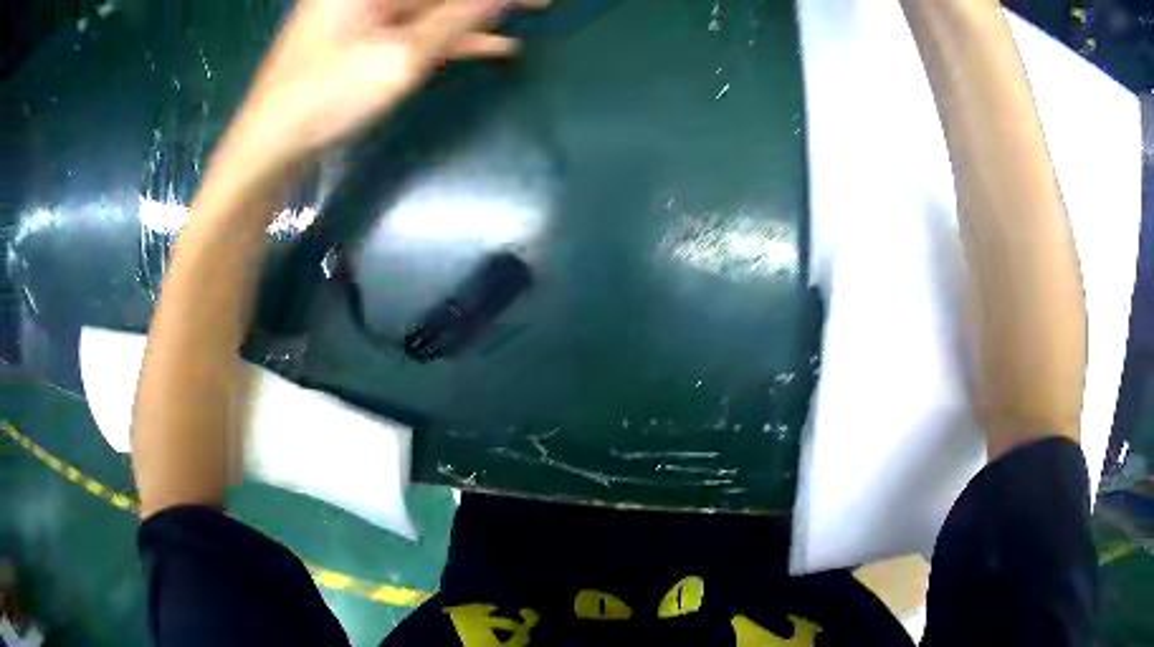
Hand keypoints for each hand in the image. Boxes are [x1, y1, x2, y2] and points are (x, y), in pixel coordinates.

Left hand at [213, 0, 544, 192]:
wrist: (269, 149)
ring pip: (435, 6)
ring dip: (480, 14)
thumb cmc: (325, 97)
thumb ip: (458, 19)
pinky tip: (498, 45)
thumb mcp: (401, 56)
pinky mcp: (366, 42)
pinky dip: (456, 38)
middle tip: (544, 4)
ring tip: (535, 13)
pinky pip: (421, 29)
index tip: (538, 0)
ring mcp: (366, 15)